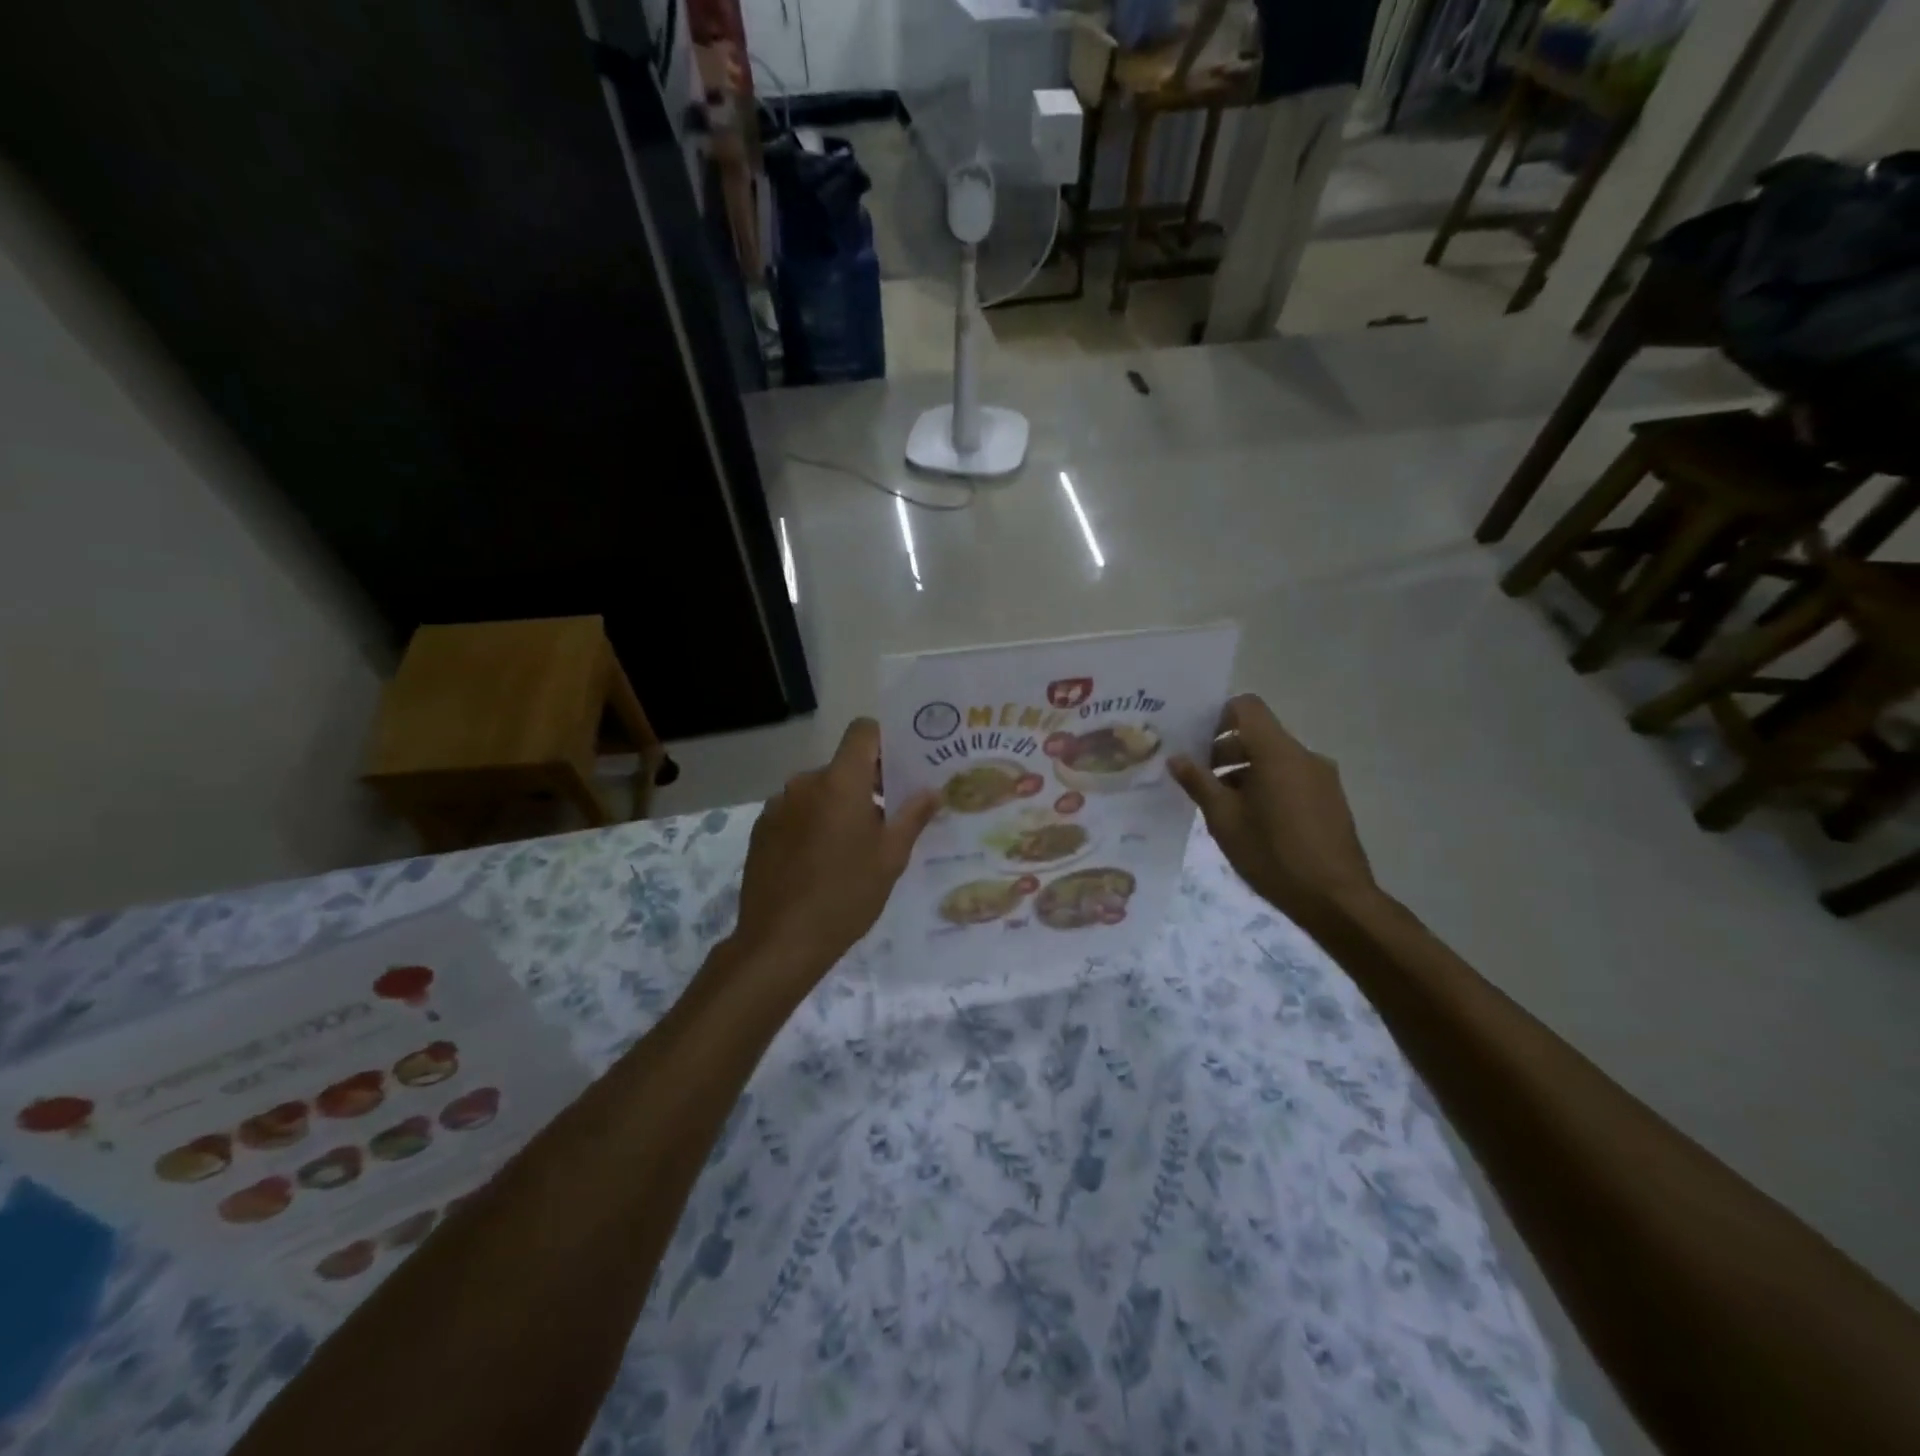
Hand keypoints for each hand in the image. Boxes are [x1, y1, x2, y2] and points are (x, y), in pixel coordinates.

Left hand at [727, 719, 939, 996]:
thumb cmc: (846, 895)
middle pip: (842, 765)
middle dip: (866, 783)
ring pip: (818, 791)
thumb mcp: (891, 858)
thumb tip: (931, 791)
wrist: (780, 941)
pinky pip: (796, 812)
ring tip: (852, 846)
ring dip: (837, 805)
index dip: (883, 741)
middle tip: (887, 818)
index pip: (862, 732)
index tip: (900, 768)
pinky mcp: (761, 829)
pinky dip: (812, 823)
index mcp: (841, 782)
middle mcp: (805, 783)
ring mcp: (778, 806)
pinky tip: (820, 861)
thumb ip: (912, 816)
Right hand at [1169, 695, 1380, 932]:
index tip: (1196, 743)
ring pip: (1275, 758)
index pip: (1247, 707)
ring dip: (1245, 771)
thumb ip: (1198, 783)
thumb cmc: (1272, 855)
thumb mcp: (1224, 820)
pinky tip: (1253, 822)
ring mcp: (1322, 777)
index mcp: (1277, 752)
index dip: (1218, 716)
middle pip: (1259, 734)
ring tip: (1223, 806)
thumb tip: (1176, 758)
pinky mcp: (1330, 799)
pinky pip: (1292, 777)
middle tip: (1199, 780)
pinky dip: (1267, 786)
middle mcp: (1304, 756)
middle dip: (1226, 751)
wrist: (1335, 899)